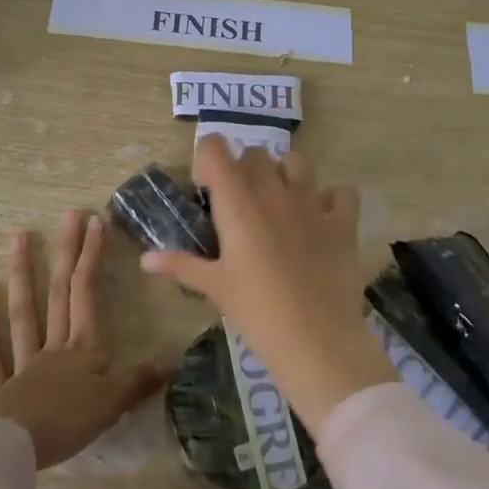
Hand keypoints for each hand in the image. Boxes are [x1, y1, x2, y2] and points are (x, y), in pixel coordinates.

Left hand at [0, 210, 165, 468]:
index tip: (95, 222)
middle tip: (69, 215)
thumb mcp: (112, 405)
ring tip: (19, 236)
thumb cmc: (66, 423)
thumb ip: (138, 382)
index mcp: (85, 349)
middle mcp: (55, 347)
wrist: (11, 449)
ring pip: (24, 311)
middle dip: (67, 252)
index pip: (89, 293)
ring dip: (23, 273)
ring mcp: (23, 363)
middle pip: (60, 293)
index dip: (93, 257)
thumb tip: (170, 362)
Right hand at [138, 139, 395, 434]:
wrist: (316, 340)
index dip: (207, 159)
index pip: (216, 148)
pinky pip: (342, 193)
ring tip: (279, 204)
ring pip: (297, 161)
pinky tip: (323, 219)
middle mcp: (274, 191)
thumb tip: (146, 259)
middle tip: (239, 204)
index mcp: (237, 202)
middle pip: (255, 154)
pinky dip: (332, 199)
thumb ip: (180, 265)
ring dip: (285, 174)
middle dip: (244, 169)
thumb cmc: (256, 312)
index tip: (206, 188)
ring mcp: (312, 203)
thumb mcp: (214, 288)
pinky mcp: (343, 222)